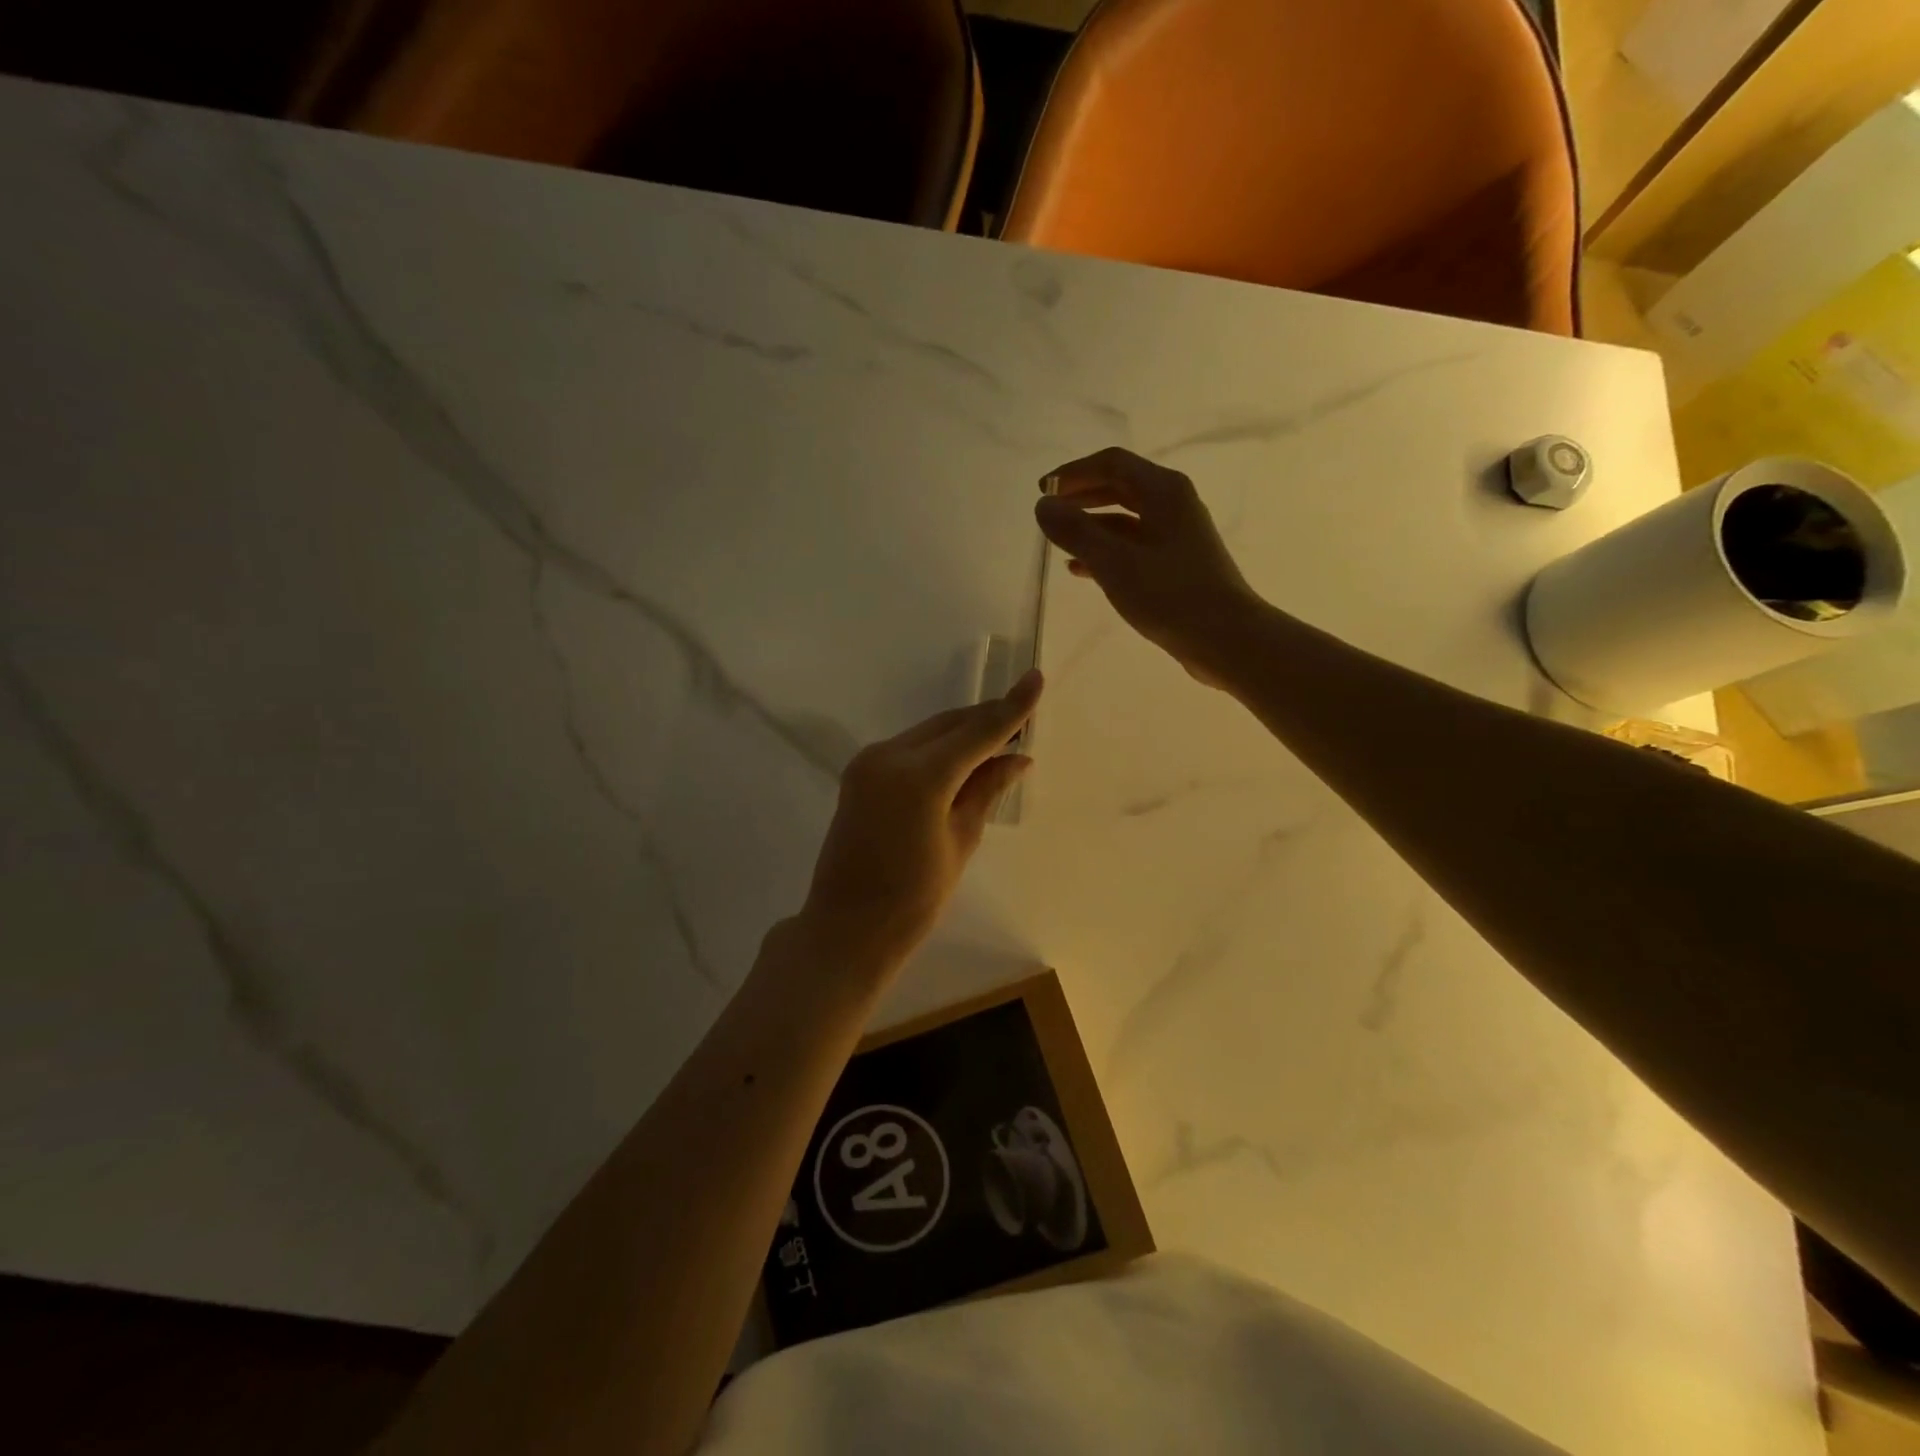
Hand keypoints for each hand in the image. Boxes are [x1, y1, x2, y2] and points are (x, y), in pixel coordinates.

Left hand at [798, 670, 1041, 970]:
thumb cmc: (913, 899)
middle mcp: (889, 755)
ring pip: (929, 732)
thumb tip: (1018, 758)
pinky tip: (962, 758)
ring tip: (999, 741)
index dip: (1011, 708)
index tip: (1036, 678)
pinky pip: (910, 747)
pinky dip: (939, 748)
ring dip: (963, 733)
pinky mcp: (860, 772)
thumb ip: (986, 791)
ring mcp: (869, 761)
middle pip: (950, 724)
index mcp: (919, 777)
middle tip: (1024, 722)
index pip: (977, 732)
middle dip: (988, 720)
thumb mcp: (960, 842)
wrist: (847, 927)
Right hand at [1035, 447, 1262, 685]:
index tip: (1042, 490)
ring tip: (1058, 541)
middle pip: (1120, 486)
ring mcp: (1177, 535)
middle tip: (1048, 512)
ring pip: (1125, 519)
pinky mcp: (1176, 564)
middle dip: (1081, 496)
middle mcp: (1173, 504)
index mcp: (1164, 491)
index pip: (1112, 463)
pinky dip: (1106, 550)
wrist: (1227, 639)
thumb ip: (1076, 531)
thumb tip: (1043, 505)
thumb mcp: (1114, 562)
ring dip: (1091, 525)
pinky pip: (1133, 546)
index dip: (1073, 472)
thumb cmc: (1171, 595)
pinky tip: (1081, 570)